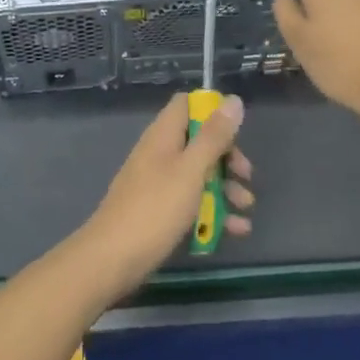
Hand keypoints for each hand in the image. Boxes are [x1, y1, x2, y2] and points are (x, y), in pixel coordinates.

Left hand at [78, 93, 253, 293]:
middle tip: (246, 175)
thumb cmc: (155, 209)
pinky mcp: (160, 211)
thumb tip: (233, 100)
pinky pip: (191, 202)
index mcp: (163, 135)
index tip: (236, 129)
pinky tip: (236, 230)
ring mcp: (158, 183)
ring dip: (225, 188)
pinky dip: (213, 211)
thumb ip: (213, 137)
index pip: (186, 104)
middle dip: (227, 157)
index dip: (212, 110)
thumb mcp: (191, 170)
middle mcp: (160, 153)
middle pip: (198, 141)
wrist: (112, 260)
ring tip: (246, 208)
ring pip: (198, 174)